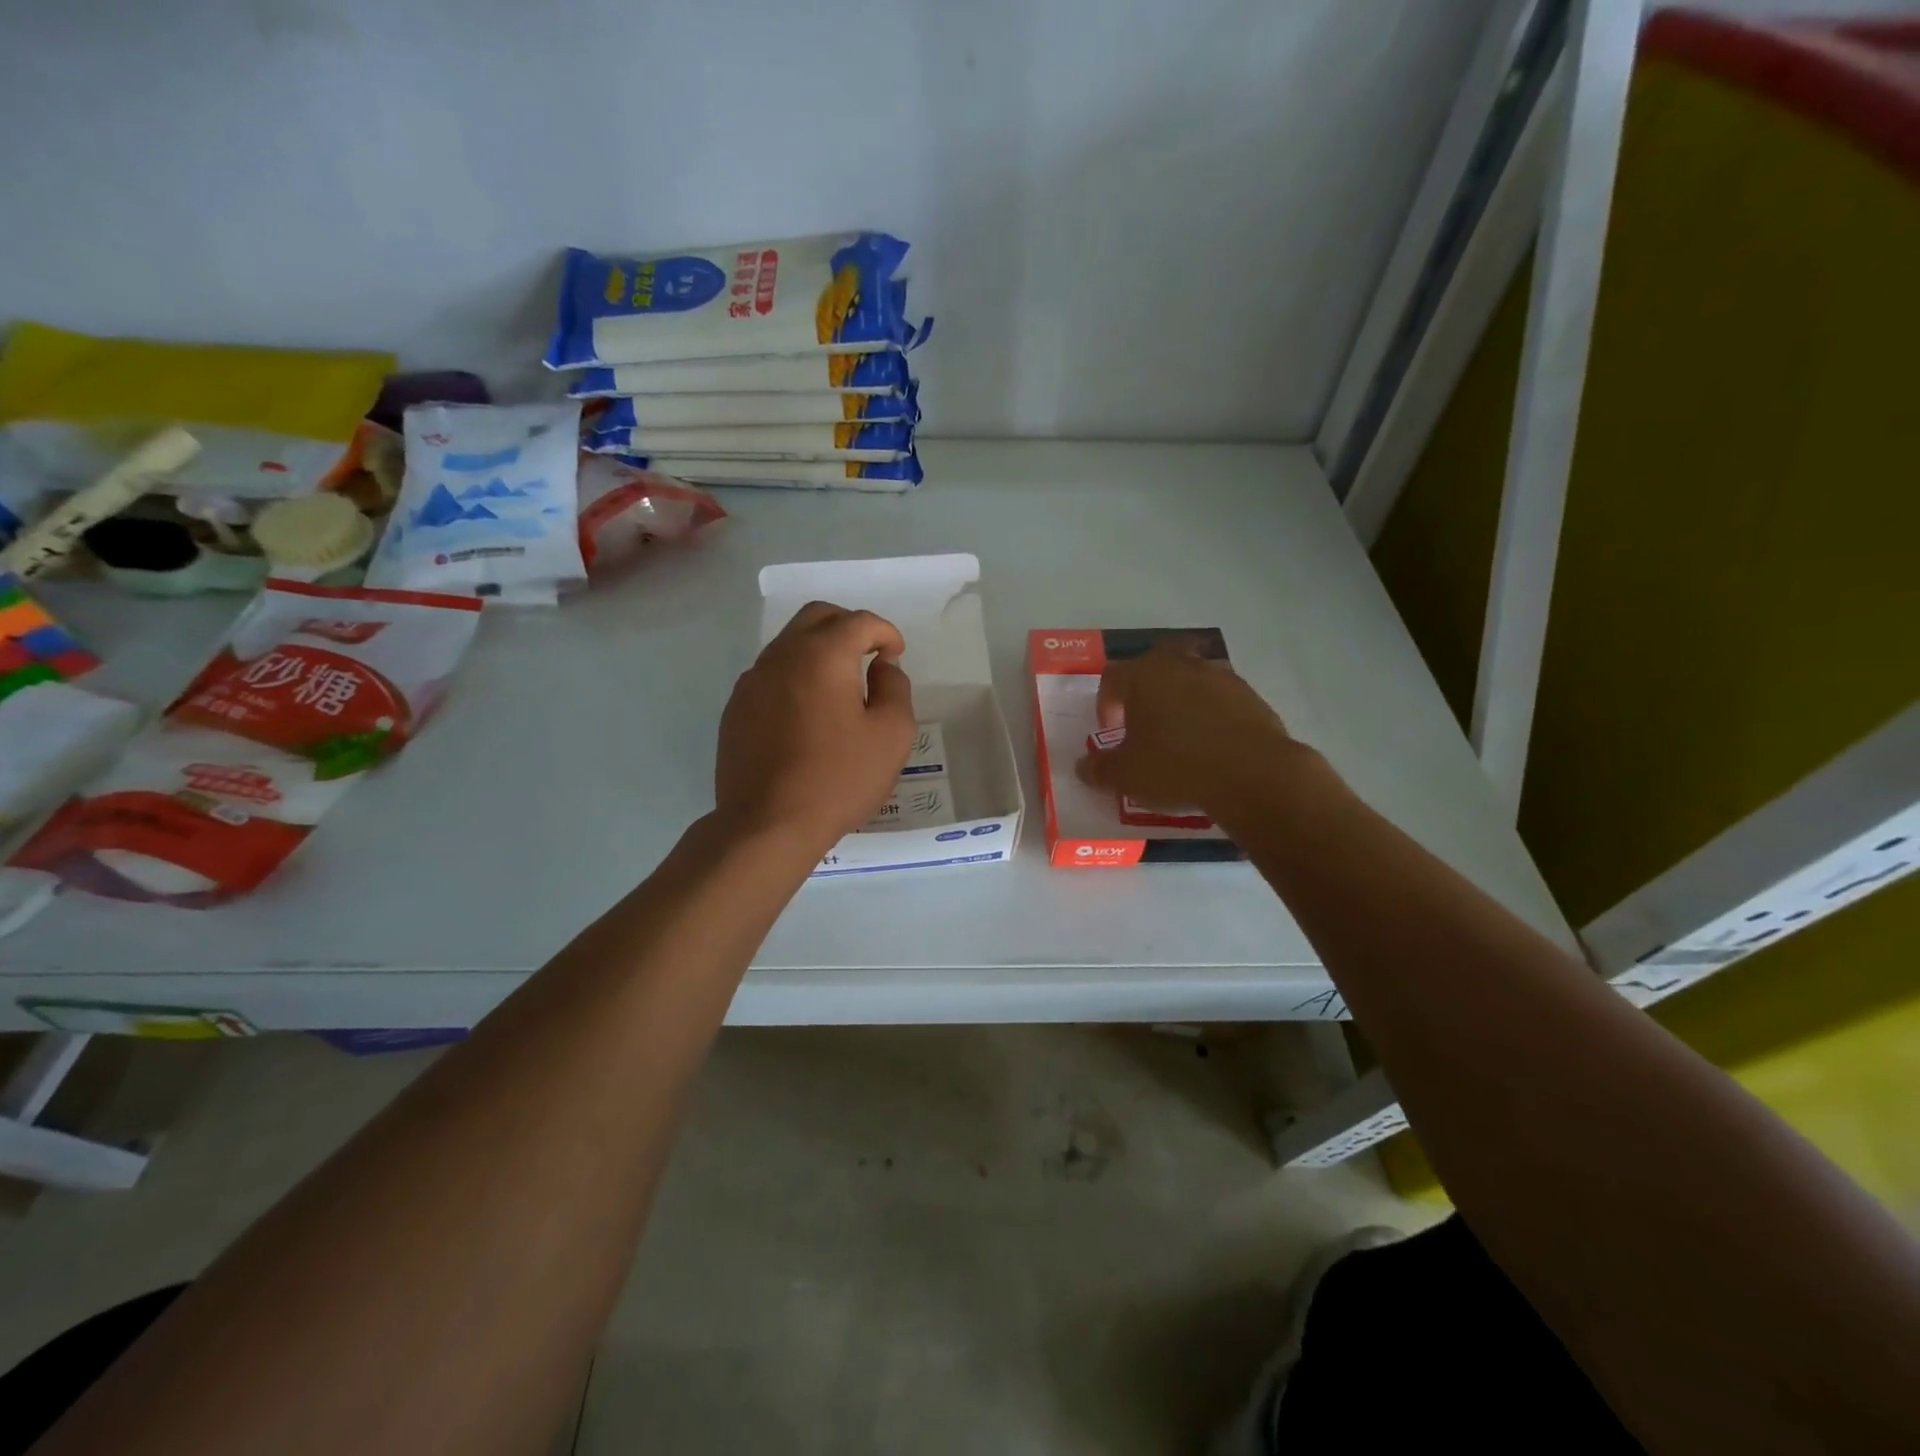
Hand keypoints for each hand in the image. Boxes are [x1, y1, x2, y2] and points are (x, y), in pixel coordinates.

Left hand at [715, 601, 916, 852]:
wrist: (767, 824)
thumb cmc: (839, 779)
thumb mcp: (891, 735)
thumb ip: (895, 688)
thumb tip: (882, 665)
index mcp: (823, 655)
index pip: (859, 621)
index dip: (885, 632)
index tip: (895, 654)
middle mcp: (782, 656)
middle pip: (817, 617)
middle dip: (848, 626)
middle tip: (868, 654)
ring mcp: (752, 681)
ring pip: (789, 643)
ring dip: (819, 650)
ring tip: (840, 685)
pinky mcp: (736, 708)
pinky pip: (771, 674)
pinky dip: (795, 675)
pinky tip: (808, 712)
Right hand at [1076, 639, 1294, 816]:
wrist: (1253, 774)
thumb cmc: (1176, 767)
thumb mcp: (1126, 776)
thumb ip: (1099, 768)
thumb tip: (1083, 767)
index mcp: (1143, 675)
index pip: (1111, 678)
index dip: (1105, 704)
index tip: (1109, 731)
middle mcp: (1180, 665)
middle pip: (1153, 668)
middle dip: (1144, 692)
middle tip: (1143, 724)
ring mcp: (1220, 676)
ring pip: (1189, 681)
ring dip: (1179, 702)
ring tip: (1179, 738)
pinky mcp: (1251, 695)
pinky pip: (1219, 700)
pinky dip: (1210, 716)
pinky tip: (1211, 746)